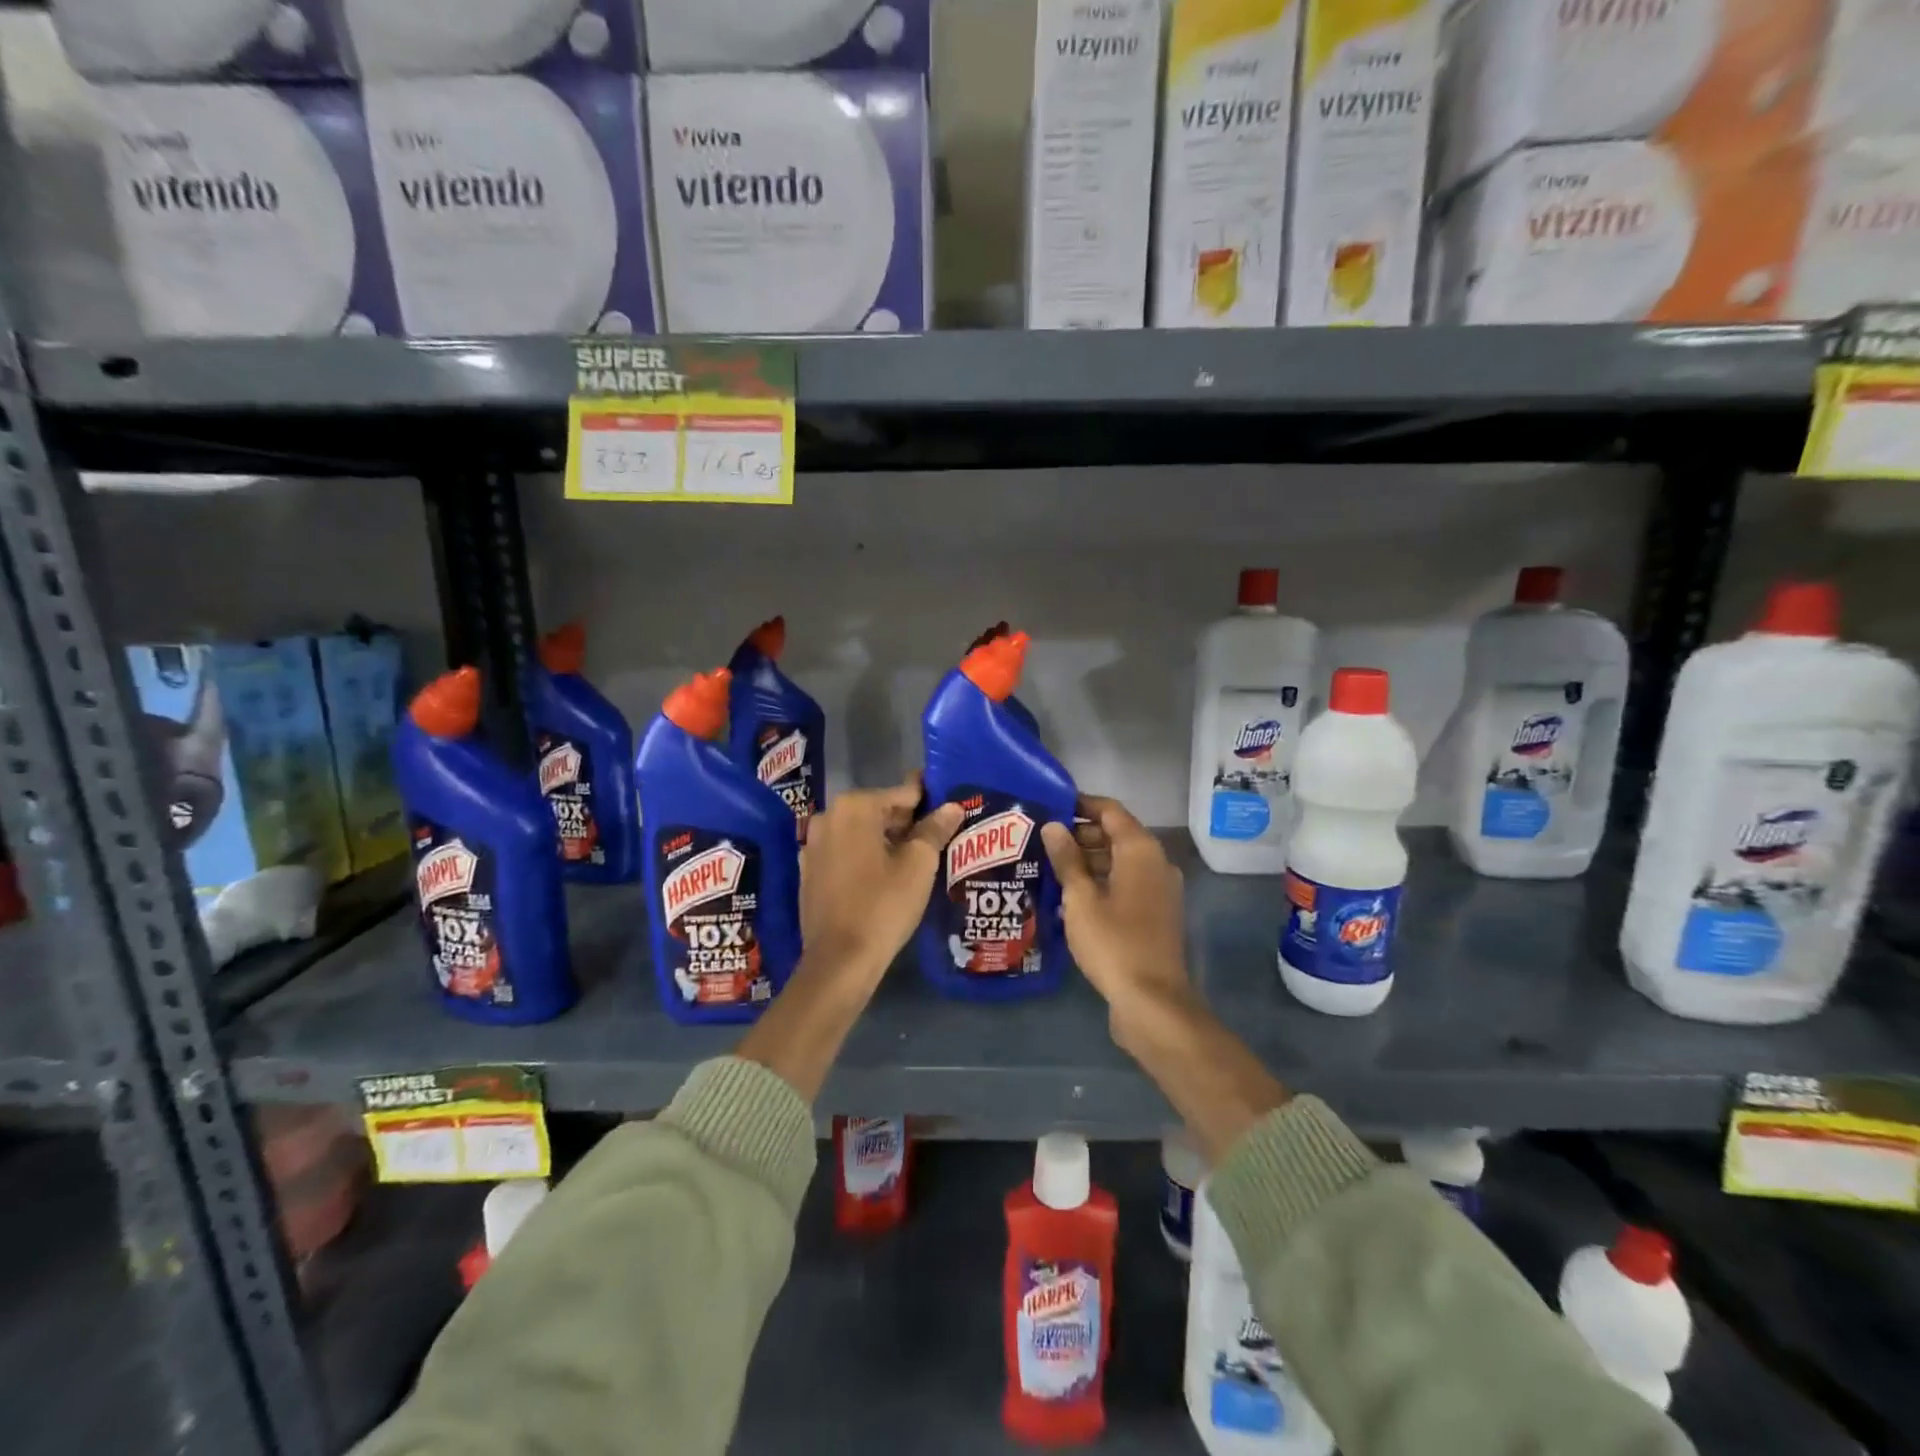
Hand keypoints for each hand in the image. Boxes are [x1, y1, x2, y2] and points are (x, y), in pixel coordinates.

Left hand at [800, 777, 962, 985]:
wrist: (840, 960)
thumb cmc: (884, 905)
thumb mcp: (919, 865)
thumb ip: (935, 829)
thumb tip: (951, 807)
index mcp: (855, 806)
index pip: (903, 793)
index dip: (930, 799)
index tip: (950, 806)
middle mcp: (828, 816)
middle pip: (880, 810)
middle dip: (908, 822)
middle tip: (938, 837)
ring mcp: (813, 844)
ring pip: (861, 832)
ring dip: (886, 840)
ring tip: (917, 859)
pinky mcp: (809, 871)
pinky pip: (845, 853)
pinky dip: (865, 857)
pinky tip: (885, 876)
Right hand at [1041, 797, 1194, 1042]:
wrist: (1152, 1001)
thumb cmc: (1113, 942)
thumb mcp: (1080, 898)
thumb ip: (1067, 859)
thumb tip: (1054, 826)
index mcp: (1141, 850)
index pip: (1110, 810)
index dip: (1081, 804)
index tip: (1051, 806)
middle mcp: (1157, 863)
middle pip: (1117, 835)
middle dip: (1081, 834)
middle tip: (1043, 840)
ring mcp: (1160, 890)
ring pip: (1121, 862)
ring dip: (1089, 861)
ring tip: (1050, 867)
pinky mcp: (1157, 914)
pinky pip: (1127, 884)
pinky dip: (1102, 882)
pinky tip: (1072, 896)